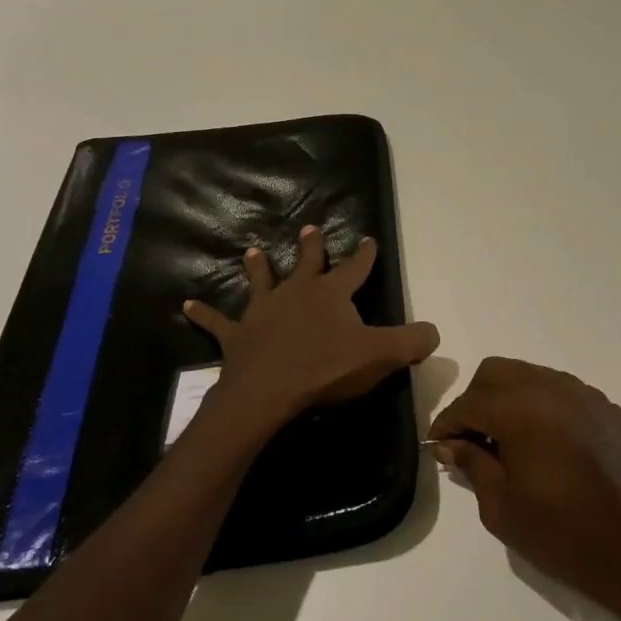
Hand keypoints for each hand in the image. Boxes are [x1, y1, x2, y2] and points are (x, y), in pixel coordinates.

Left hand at [184, 227, 439, 429]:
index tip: (368, 239)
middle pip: (306, 264)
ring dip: (257, 267)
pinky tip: (186, 305)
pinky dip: (202, 314)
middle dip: (311, 247)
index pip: (354, 268)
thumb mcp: (381, 356)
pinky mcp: (237, 335)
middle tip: (309, 229)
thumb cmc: (326, 369)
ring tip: (252, 251)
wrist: (268, 391)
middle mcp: (296, 293)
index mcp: (331, 294)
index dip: (364, 255)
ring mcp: (263, 311)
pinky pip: (216, 322)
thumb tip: (435, 332)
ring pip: (261, 281)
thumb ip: (412, 342)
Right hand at [430, 357, 620, 620]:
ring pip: (530, 375)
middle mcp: (554, 390)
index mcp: (523, 412)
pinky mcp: (609, 411)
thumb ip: (472, 465)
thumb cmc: (564, 537)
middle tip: (470, 441)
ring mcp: (586, 396)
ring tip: (505, 442)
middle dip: (475, 401)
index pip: (470, 402)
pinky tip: (542, 444)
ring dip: (507, 399)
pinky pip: (561, 391)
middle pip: (496, 373)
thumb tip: (450, 445)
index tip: (438, 446)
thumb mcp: (502, 509)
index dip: (447, 423)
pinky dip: (541, 406)